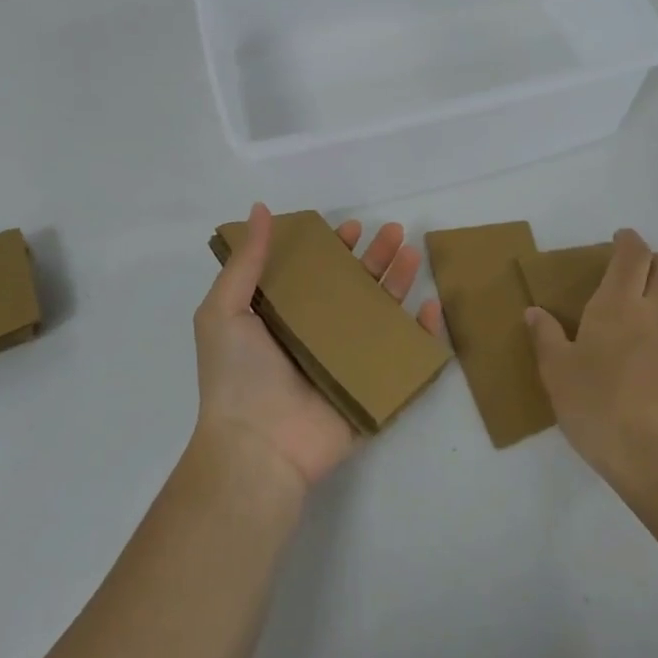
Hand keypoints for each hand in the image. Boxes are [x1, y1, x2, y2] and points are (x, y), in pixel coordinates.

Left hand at [194, 203, 444, 490]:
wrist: (257, 448)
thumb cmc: (237, 376)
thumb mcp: (225, 310)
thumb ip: (246, 261)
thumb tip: (259, 209)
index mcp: (285, 317)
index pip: (317, 274)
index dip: (334, 249)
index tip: (352, 229)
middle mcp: (318, 336)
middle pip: (355, 289)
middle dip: (376, 258)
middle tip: (396, 232)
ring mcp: (348, 363)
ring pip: (382, 315)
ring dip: (400, 283)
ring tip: (413, 254)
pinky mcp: (373, 389)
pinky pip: (405, 358)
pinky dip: (424, 334)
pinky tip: (432, 307)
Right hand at [527, 228, 657, 487]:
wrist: (653, 459)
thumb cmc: (596, 409)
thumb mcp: (556, 373)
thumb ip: (545, 336)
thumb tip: (534, 311)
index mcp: (617, 305)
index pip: (632, 254)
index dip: (628, 240)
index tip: (619, 240)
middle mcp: (657, 311)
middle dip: (651, 261)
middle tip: (635, 274)